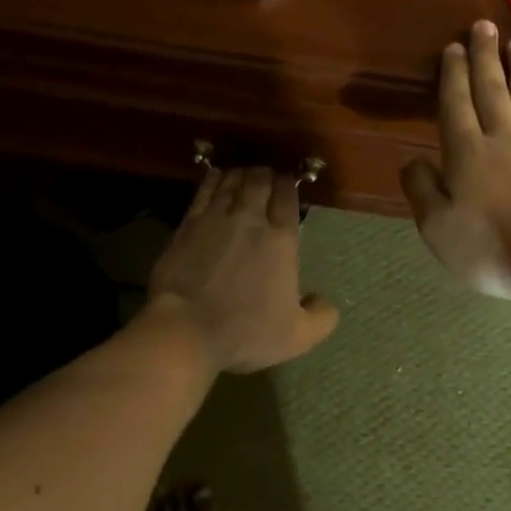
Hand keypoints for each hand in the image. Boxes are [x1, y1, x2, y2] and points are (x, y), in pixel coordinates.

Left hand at [149, 166, 339, 372]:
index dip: (289, 184)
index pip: (287, 197)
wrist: (186, 329)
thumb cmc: (245, 332)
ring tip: (245, 173)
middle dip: (266, 174)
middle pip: (260, 181)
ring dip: (242, 173)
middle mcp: (251, 219)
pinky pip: (205, 190)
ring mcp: (216, 217)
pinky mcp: (188, 223)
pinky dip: (215, 178)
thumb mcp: (297, 336)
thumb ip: (321, 317)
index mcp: (281, 239)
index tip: (289, 181)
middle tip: (268, 175)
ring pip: (232, 181)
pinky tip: (217, 176)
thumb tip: (325, 301)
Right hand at [401, 20, 510, 297]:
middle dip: (485, 57)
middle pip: (493, 90)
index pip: (456, 104)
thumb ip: (421, 191)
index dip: (453, 75)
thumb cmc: (493, 249)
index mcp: (467, 153)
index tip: (453, 47)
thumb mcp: (438, 229)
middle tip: (484, 26)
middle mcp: (503, 139)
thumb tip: (412, 161)